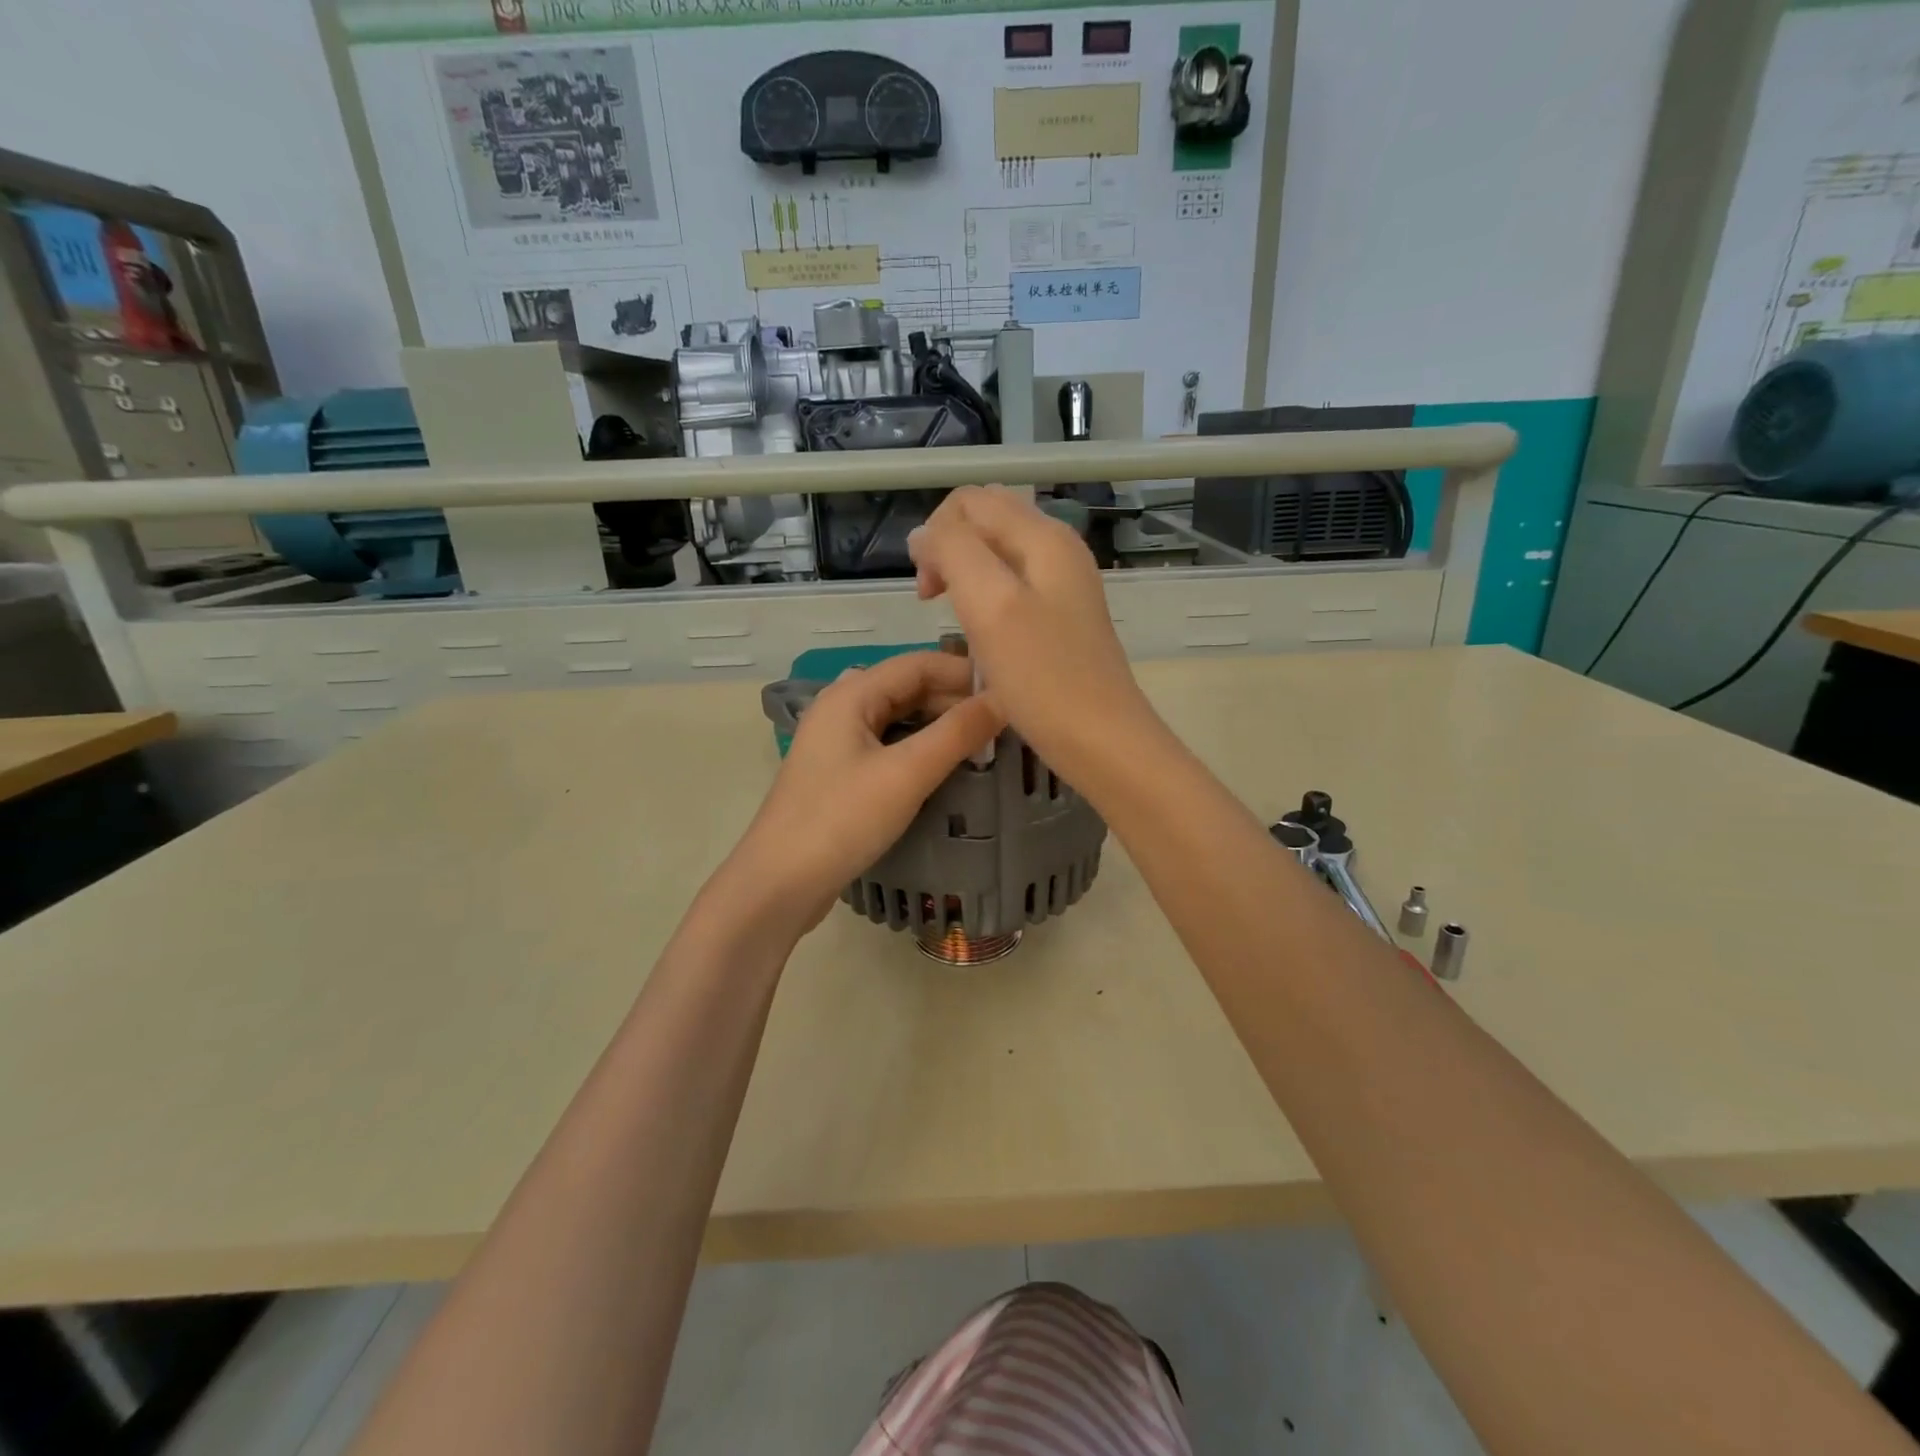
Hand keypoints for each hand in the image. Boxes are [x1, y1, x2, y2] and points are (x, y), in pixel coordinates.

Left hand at [722, 652, 1002, 934]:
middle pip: (908, 688)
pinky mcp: (840, 774)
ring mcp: (838, 742)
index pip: (919, 663)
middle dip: (955, 701)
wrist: (779, 883)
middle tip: (1003, 724)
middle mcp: (842, 708)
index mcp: (851, 695)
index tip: (1010, 690)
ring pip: (900, 718)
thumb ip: (956, 733)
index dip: (965, 672)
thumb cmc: (841, 820)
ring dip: (940, 726)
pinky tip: (946, 767)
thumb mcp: (906, 774)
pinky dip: (921, 749)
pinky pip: (889, 746)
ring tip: (983, 744)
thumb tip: (1003, 700)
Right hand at [908, 486, 1156, 784]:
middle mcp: (1057, 548)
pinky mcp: (1061, 616)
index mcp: (1043, 536)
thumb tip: (924, 535)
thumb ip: (953, 553)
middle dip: (948, 550)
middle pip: (985, 520)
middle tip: (938, 601)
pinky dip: (986, 599)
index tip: (929, 591)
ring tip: (958, 620)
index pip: (970, 501)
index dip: (935, 536)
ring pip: (996, 554)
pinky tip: (983, 635)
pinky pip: (1012, 586)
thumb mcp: (990, 605)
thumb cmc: (1043, 678)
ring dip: (965, 575)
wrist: (1101, 741)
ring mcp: (1063, 583)